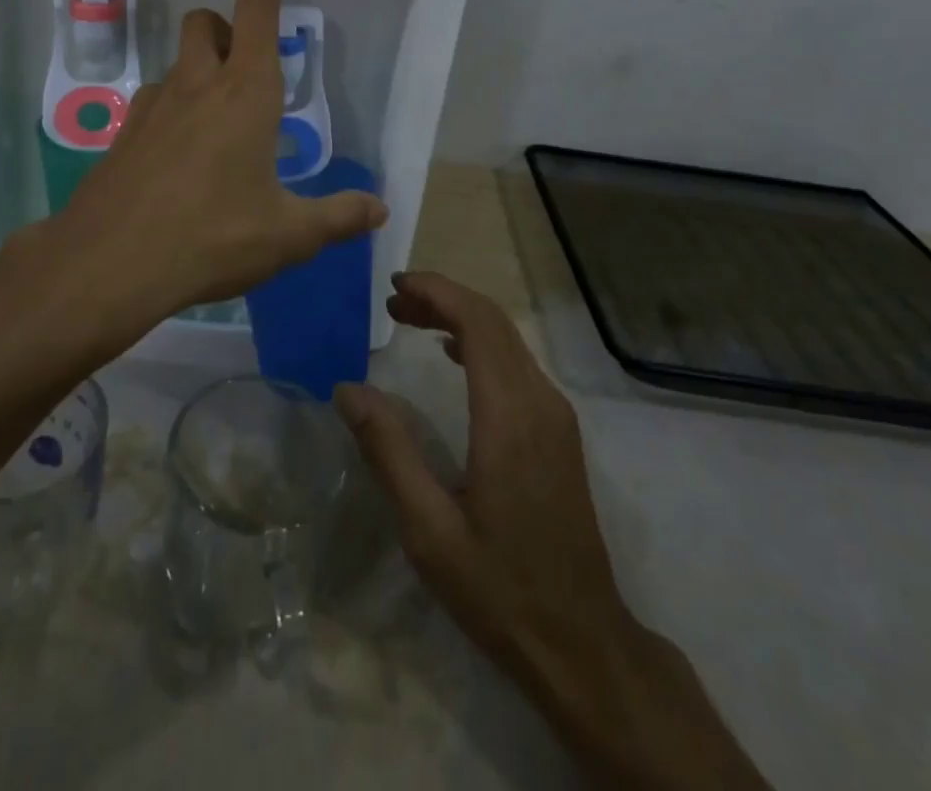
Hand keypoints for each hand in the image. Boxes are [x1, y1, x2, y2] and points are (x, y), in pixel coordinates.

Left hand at [19, 0, 386, 348]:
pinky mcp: (123, 134)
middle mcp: (196, 86)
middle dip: (227, 28)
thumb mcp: (287, 235)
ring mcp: (152, 108)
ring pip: (176, 63)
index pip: (255, 16)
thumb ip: (337, 218)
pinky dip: (172, 108)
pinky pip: (153, 101)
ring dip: (199, 69)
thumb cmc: (212, 238)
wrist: (110, 264)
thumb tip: (379, 209)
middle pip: (205, 23)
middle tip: (247, 64)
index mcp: (245, 94)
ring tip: (218, 118)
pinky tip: (180, 154)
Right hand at [337, 273, 768, 788]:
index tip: (395, 286)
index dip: (437, 292)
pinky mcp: (559, 432)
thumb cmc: (500, 588)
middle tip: (393, 302)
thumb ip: (388, 451)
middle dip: (443, 299)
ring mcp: (556, 416)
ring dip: (461, 319)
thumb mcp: (429, 529)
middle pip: (494, 322)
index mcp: (509, 416)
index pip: (477, 323)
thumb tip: (347, 388)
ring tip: (411, 319)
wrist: (584, 644)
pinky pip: (518, 364)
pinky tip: (453, 355)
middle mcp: (540, 402)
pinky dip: (481, 344)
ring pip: (508, 340)